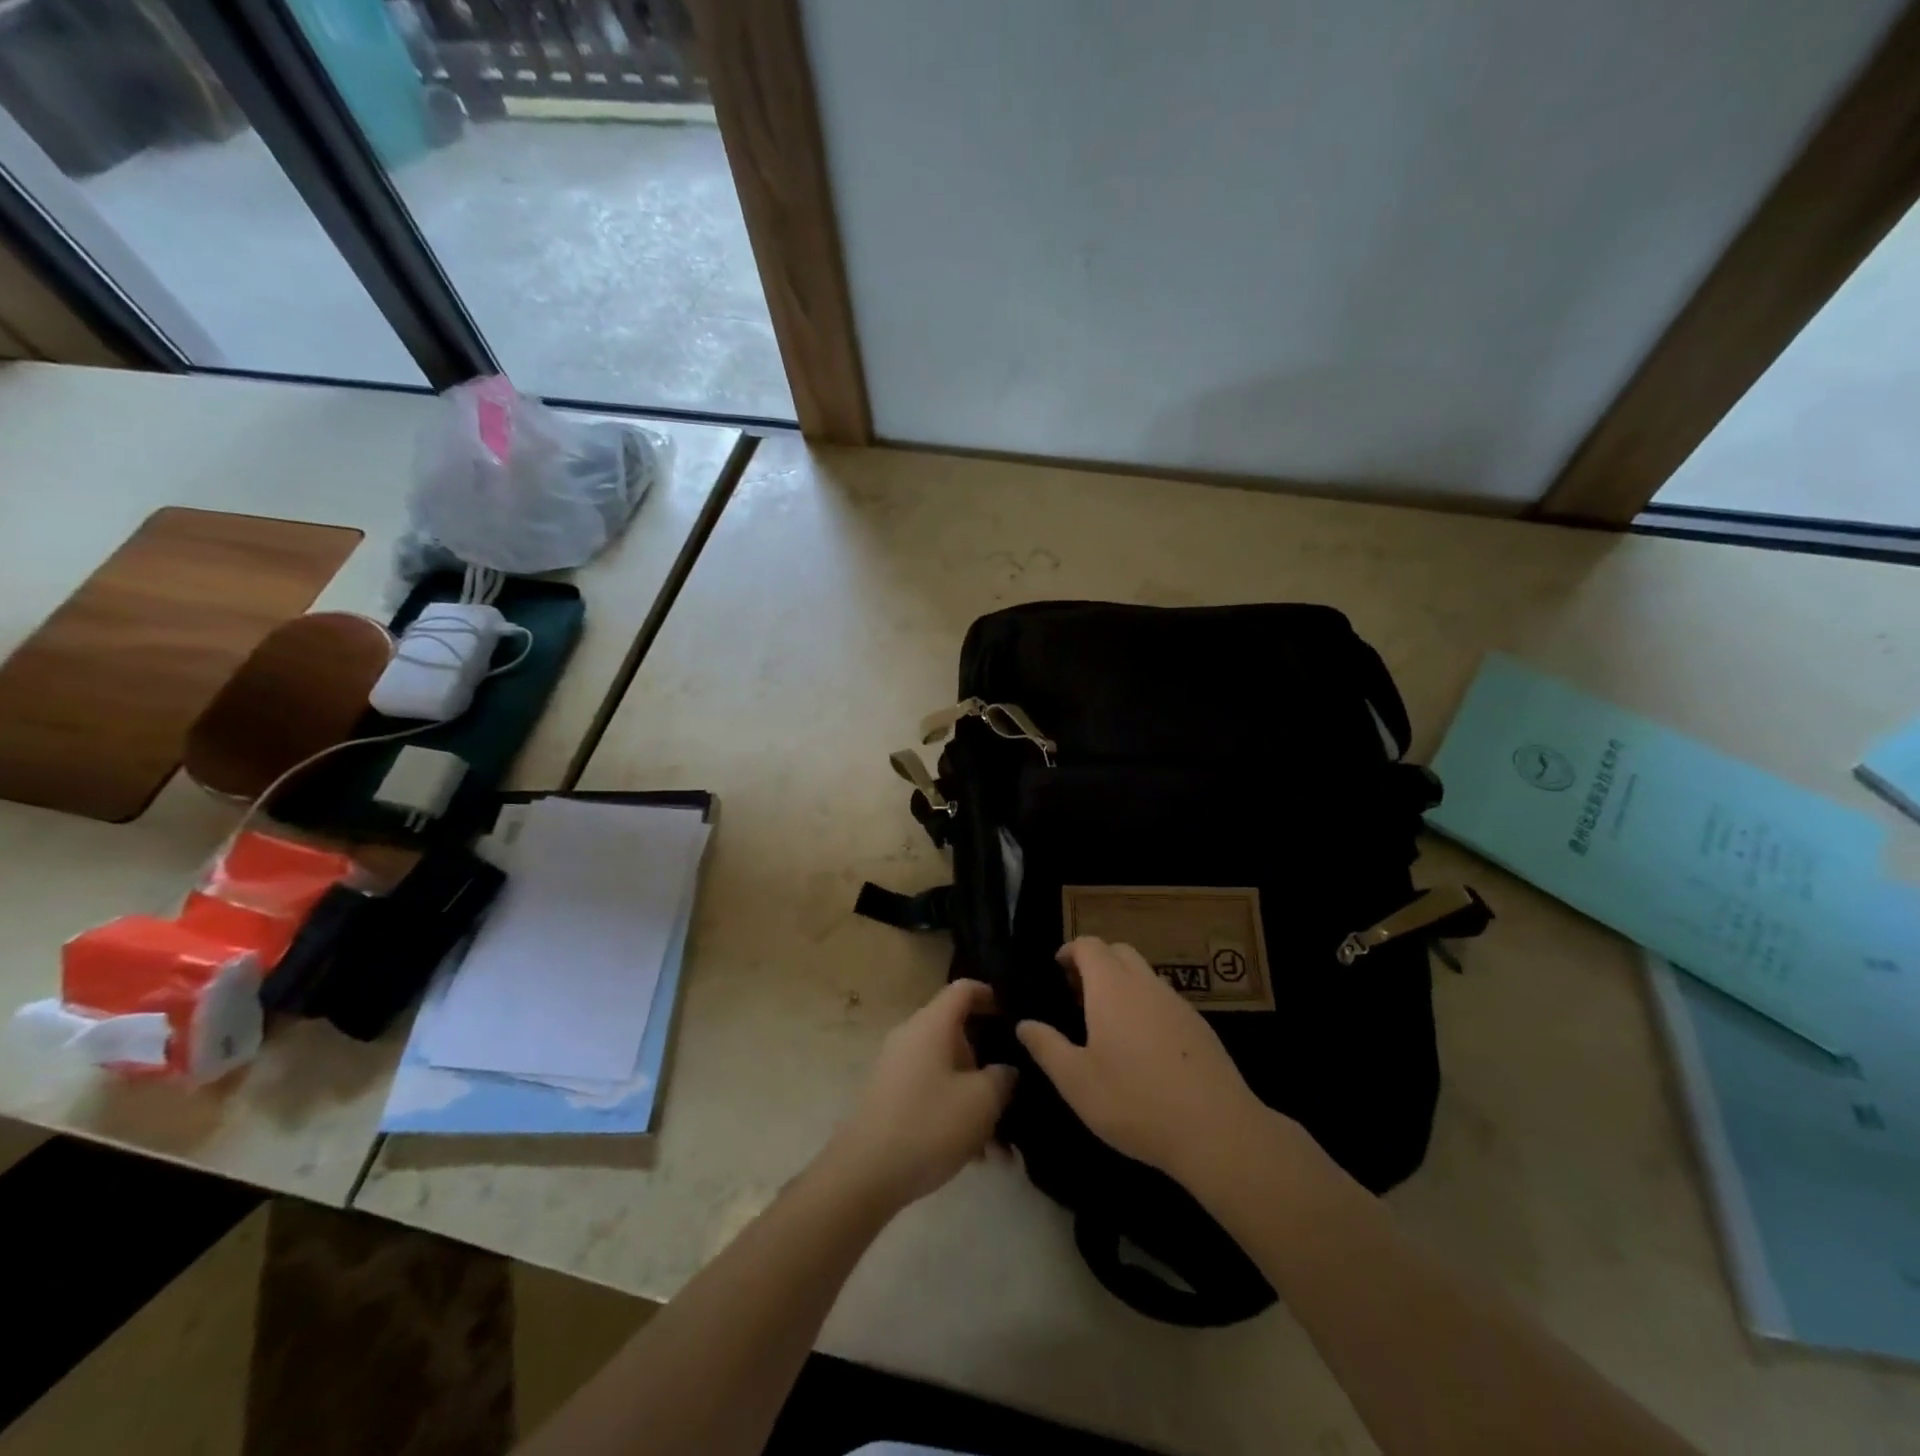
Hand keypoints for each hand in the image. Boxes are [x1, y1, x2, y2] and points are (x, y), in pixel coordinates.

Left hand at [822, 980, 1016, 1213]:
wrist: (864, 1173)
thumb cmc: (929, 1124)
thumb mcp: (982, 1101)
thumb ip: (1003, 1078)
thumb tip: (1005, 1070)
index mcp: (931, 1024)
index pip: (963, 990)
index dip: (990, 995)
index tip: (1013, 1014)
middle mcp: (911, 1037)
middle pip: (957, 1036)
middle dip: (987, 1066)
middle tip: (1012, 1095)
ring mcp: (896, 1068)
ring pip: (946, 1072)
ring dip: (974, 1101)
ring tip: (999, 1147)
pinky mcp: (888, 1097)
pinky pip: (930, 1093)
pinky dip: (953, 1114)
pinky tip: (974, 1157)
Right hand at [1017, 937, 1264, 1180]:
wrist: (1216, 1130)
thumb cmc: (1134, 1102)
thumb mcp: (1076, 1081)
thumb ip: (1047, 1047)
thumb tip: (1024, 1024)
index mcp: (1112, 988)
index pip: (1090, 946)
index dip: (1071, 950)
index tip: (1057, 969)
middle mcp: (1145, 984)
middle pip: (1119, 952)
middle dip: (1096, 961)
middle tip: (1077, 993)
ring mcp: (1177, 1003)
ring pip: (1144, 974)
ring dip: (1122, 982)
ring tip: (1106, 1020)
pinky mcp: (1200, 1026)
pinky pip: (1164, 998)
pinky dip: (1145, 1004)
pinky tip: (1142, 1045)